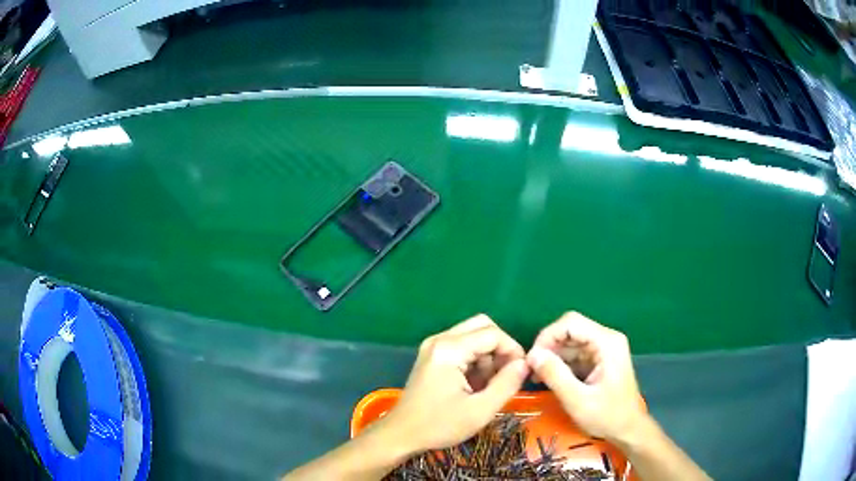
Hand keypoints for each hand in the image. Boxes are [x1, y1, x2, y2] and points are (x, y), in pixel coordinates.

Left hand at [382, 314, 528, 452]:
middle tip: (506, 375)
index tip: (521, 373)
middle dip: (500, 349)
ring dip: (488, 356)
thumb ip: (507, 384)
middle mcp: (440, 340)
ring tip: (489, 386)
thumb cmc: (439, 425)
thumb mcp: (480, 410)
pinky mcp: (432, 356)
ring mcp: (433, 346)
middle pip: (483, 326)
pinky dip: (475, 361)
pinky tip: (475, 385)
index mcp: (449, 349)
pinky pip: (462, 346)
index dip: (513, 350)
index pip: (493, 334)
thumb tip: (525, 364)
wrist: (401, 434)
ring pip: (473, 336)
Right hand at [526, 312, 645, 442]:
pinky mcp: (600, 359)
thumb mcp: (577, 400)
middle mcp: (607, 339)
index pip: (571, 323)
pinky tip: (549, 379)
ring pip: (570, 341)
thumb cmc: (607, 416)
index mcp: (607, 343)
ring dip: (552, 356)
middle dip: (548, 347)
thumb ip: (555, 375)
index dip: (547, 336)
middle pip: (570, 330)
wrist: (628, 430)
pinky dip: (560, 364)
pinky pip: (575, 353)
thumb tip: (532, 355)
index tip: (531, 360)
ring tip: (537, 377)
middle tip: (531, 370)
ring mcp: (604, 349)